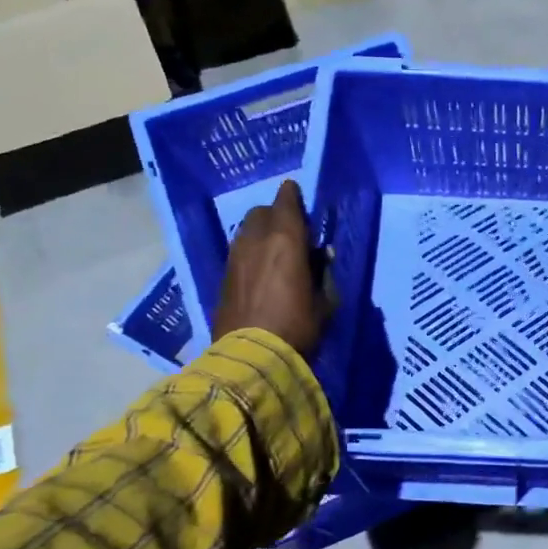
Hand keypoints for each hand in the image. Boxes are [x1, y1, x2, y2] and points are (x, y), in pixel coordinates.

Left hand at [212, 180, 330, 357]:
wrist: (251, 356)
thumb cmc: (298, 326)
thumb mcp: (324, 300)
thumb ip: (322, 273)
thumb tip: (321, 256)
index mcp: (287, 240)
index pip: (286, 202)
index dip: (291, 195)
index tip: (296, 192)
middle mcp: (257, 240)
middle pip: (262, 213)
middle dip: (275, 215)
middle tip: (290, 230)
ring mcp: (235, 257)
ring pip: (246, 231)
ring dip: (260, 233)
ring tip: (274, 250)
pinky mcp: (223, 277)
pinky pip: (238, 251)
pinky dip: (249, 252)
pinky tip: (259, 270)